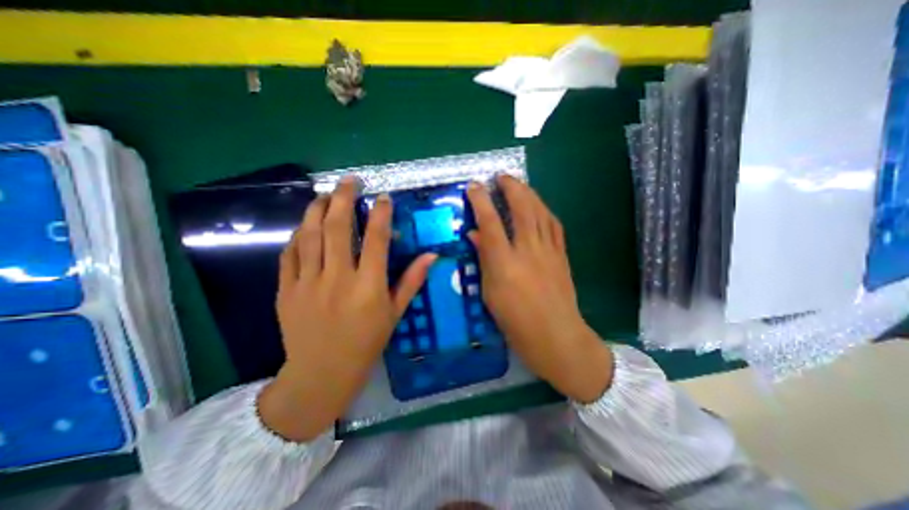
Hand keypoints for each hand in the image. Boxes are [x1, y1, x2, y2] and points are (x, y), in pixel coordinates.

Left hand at [256, 179, 437, 441]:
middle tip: (350, 181)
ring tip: (325, 194)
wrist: (321, 373)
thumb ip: (412, 281)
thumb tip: (432, 256)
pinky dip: (298, 235)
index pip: (375, 240)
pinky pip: (290, 254)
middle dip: (343, 198)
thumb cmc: (366, 343)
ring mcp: (307, 283)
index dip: (380, 214)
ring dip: (317, 209)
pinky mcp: (286, 290)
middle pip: (337, 228)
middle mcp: (337, 279)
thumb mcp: (395, 313)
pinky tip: (305, 226)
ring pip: (309, 235)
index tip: (383, 198)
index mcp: (368, 287)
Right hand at [468, 178, 609, 404]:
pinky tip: (538, 206)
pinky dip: (544, 210)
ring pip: (540, 213)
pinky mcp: (562, 256)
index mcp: (505, 264)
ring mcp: (549, 252)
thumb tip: (475, 234)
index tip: (474, 186)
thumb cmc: (516, 321)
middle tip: (501, 176)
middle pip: (521, 209)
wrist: (556, 336)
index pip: (490, 223)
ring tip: (518, 184)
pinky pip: (554, 225)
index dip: (481, 201)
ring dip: (529, 193)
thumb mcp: (490, 293)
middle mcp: (528, 251)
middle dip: (511, 187)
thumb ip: (483, 260)